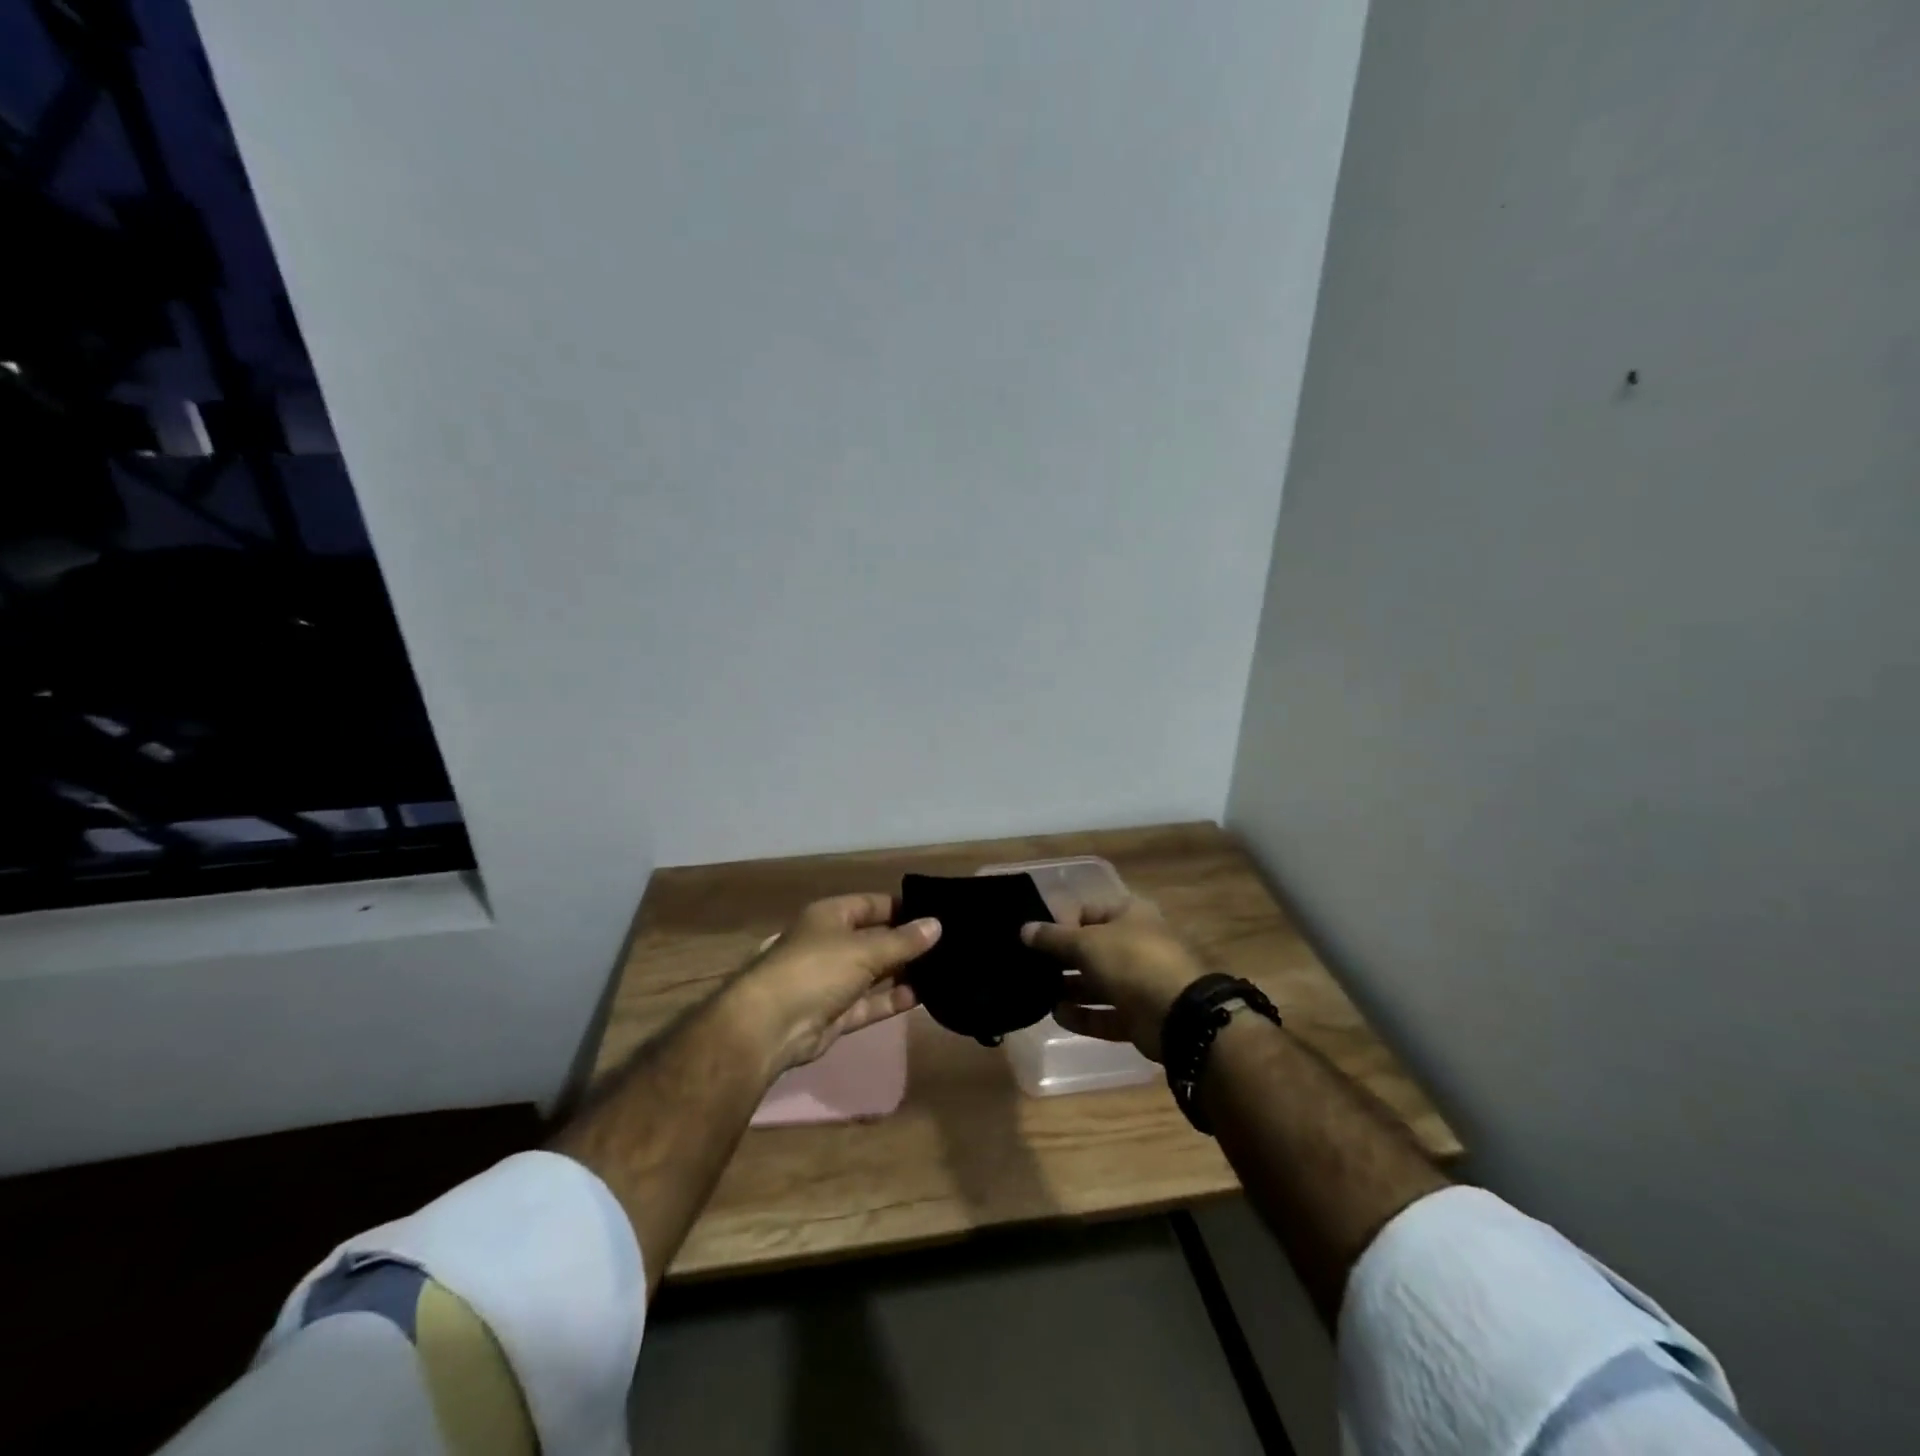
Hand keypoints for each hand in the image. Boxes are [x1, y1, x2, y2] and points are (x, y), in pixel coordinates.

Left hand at [729, 893, 939, 1072]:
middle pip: (875, 939)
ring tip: (943, 971)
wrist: (771, 1026)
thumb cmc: (816, 970)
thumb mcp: (865, 950)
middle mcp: (831, 944)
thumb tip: (937, 924)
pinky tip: (923, 997)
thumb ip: (903, 941)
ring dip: (903, 973)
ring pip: (874, 973)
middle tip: (949, 946)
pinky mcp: (835, 1013)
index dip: (903, 908)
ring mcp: (832, 980)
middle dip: (907, 943)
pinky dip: (892, 1000)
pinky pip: (870, 1002)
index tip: (937, 914)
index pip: (873, 904)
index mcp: (831, 916)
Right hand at [1021, 897, 1206, 1061]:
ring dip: (1070, 989)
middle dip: (1062, 959)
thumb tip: (1024, 929)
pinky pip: (1105, 1013)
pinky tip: (1057, 1016)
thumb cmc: (1131, 961)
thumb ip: (1053, 938)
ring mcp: (1139, 982)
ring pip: (1097, 983)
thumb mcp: (1086, 942)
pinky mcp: (1138, 1015)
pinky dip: (1083, 1015)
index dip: (1060, 923)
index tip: (1034, 939)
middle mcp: (1135, 945)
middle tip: (1031, 968)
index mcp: (1129, 915)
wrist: (1177, 1014)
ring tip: (1039, 993)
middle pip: (1091, 949)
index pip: (1087, 912)